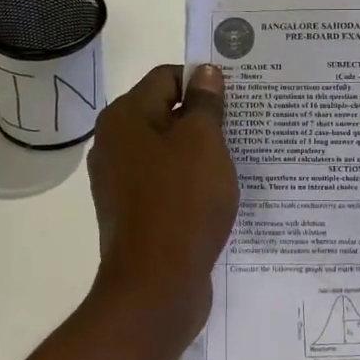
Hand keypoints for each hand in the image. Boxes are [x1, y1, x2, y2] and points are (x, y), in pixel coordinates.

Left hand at [86, 64, 238, 339]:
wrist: (155, 287)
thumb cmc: (182, 204)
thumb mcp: (203, 144)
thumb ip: (205, 104)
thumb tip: (204, 72)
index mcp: (124, 118)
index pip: (166, 78)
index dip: (202, 82)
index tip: (237, 97)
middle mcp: (114, 145)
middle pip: (165, 114)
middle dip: (204, 118)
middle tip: (245, 127)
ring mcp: (120, 182)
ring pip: (167, 152)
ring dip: (200, 153)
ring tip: (238, 161)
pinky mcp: (132, 213)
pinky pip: (165, 184)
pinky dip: (190, 183)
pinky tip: (218, 195)